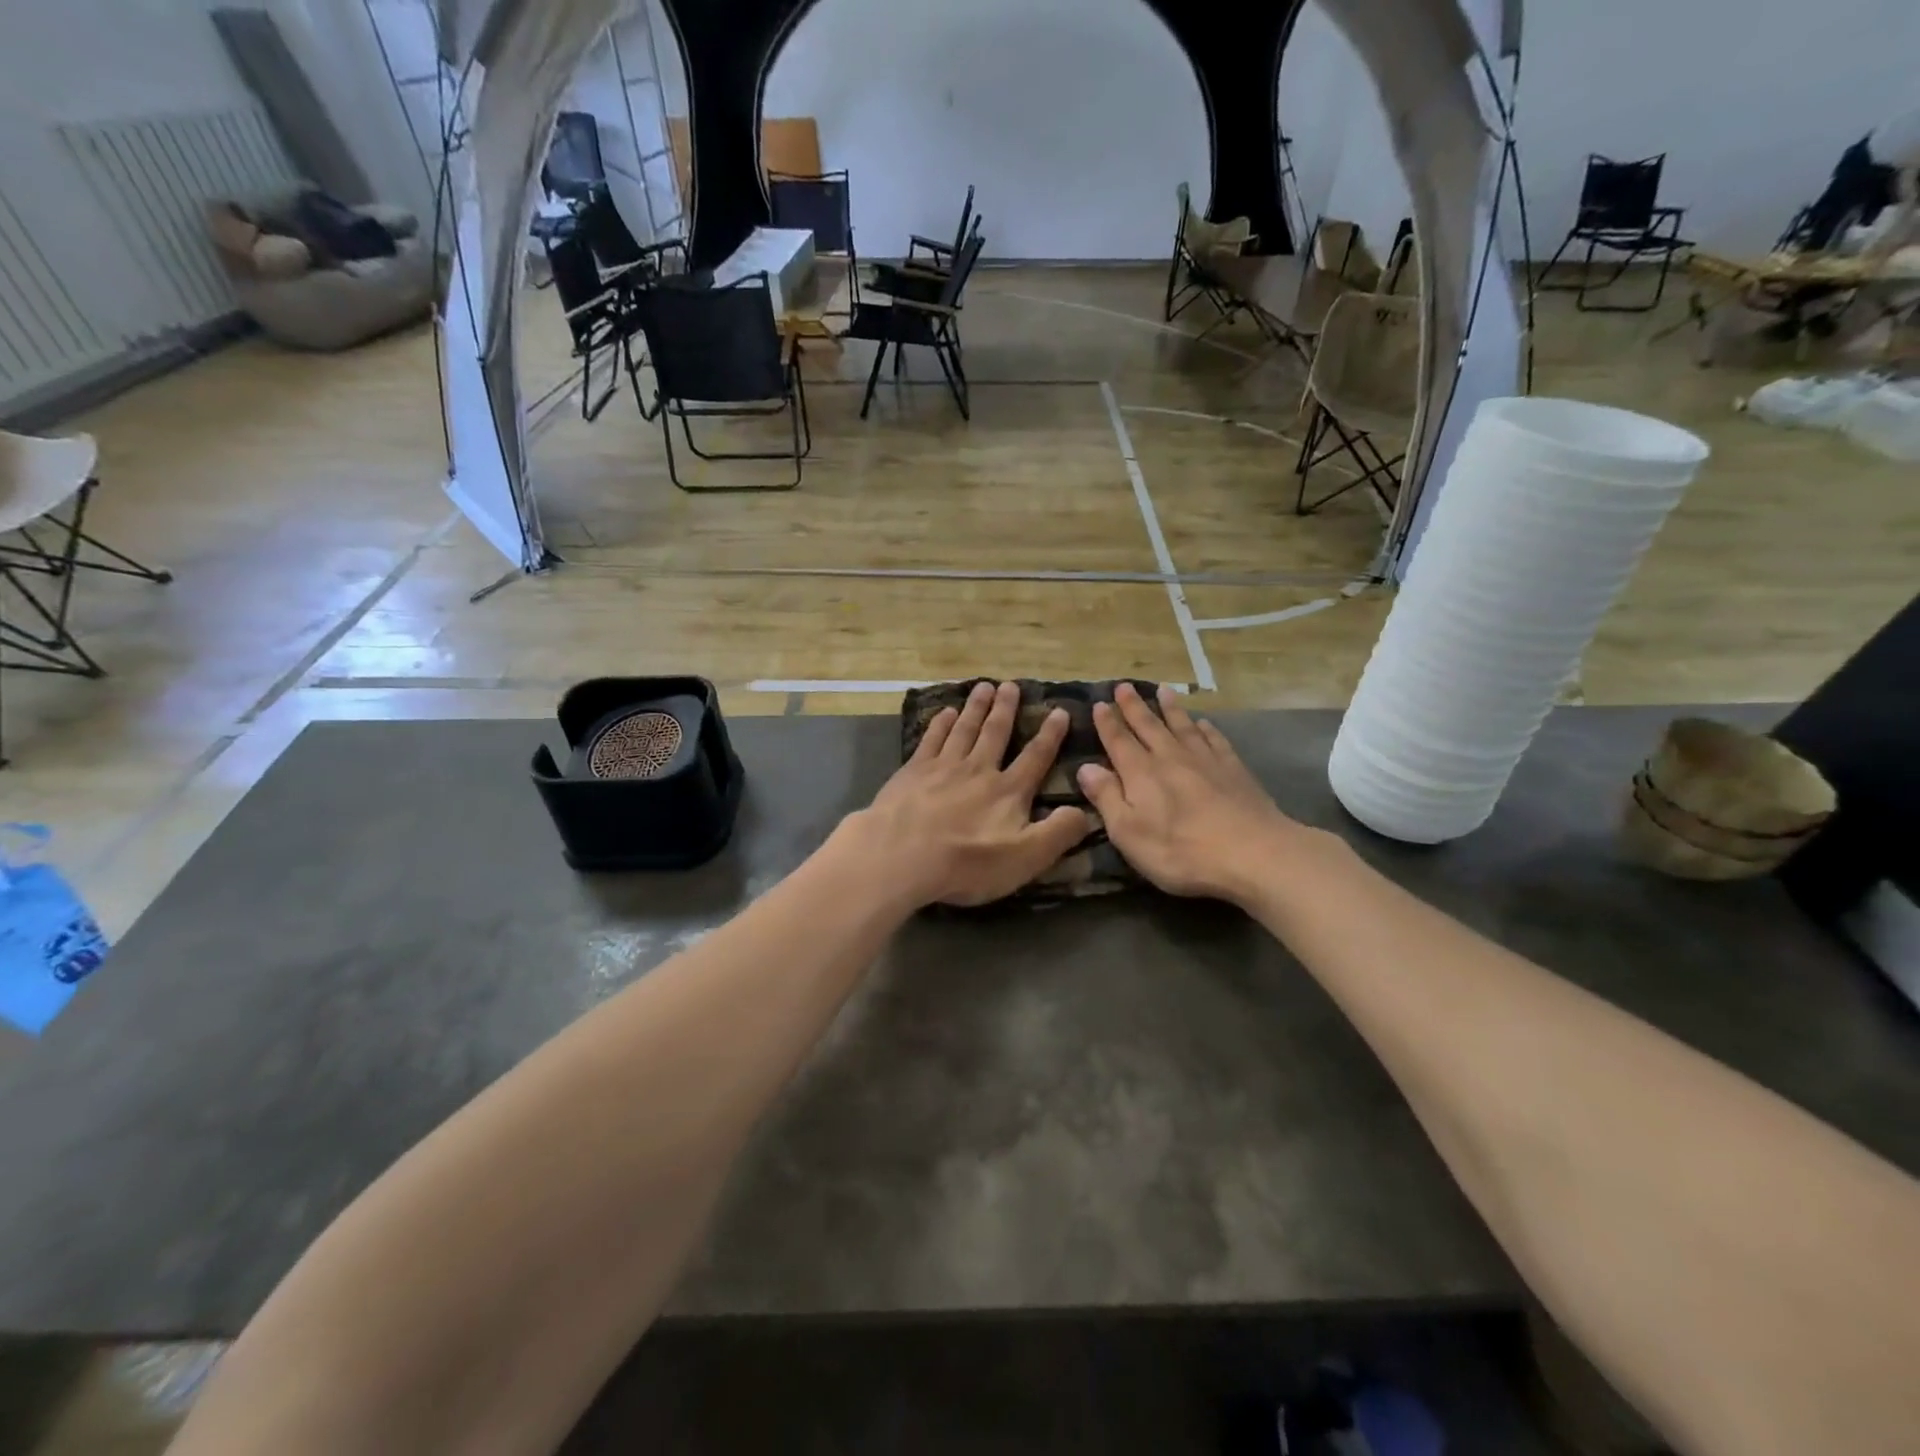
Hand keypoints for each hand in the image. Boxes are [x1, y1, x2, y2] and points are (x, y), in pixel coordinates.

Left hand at [848, 681, 1090, 907]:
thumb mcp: (1026, 857)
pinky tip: (944, 712)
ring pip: (963, 729)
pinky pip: (930, 739)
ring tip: (983, 687)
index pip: (1035, 757)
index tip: (1060, 711)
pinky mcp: (912, 772)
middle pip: (995, 733)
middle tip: (1011, 685)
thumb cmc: (967, 862)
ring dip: (975, 708)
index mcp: (1008, 791)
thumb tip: (1085, 812)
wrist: (903, 855)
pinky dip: (939, 724)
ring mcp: (942, 767)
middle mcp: (978, 770)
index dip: (1050, 735)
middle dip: (1006, 709)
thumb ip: (1058, 833)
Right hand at [1077, 683, 1311, 904]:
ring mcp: (1205, 760)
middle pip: (1149, 726)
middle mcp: (1170, 757)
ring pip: (1182, 726)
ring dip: (1170, 708)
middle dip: (1134, 706)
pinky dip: (1206, 729)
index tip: (1099, 703)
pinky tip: (1203, 723)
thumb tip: (1085, 767)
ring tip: (1163, 690)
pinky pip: (1215, 739)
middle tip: (1124, 686)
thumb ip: (1106, 797)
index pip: (1118, 741)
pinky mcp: (1234, 769)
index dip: (1107, 722)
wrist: (1253, 853)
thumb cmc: (1181, 850)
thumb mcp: (1128, 833)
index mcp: (1141, 773)